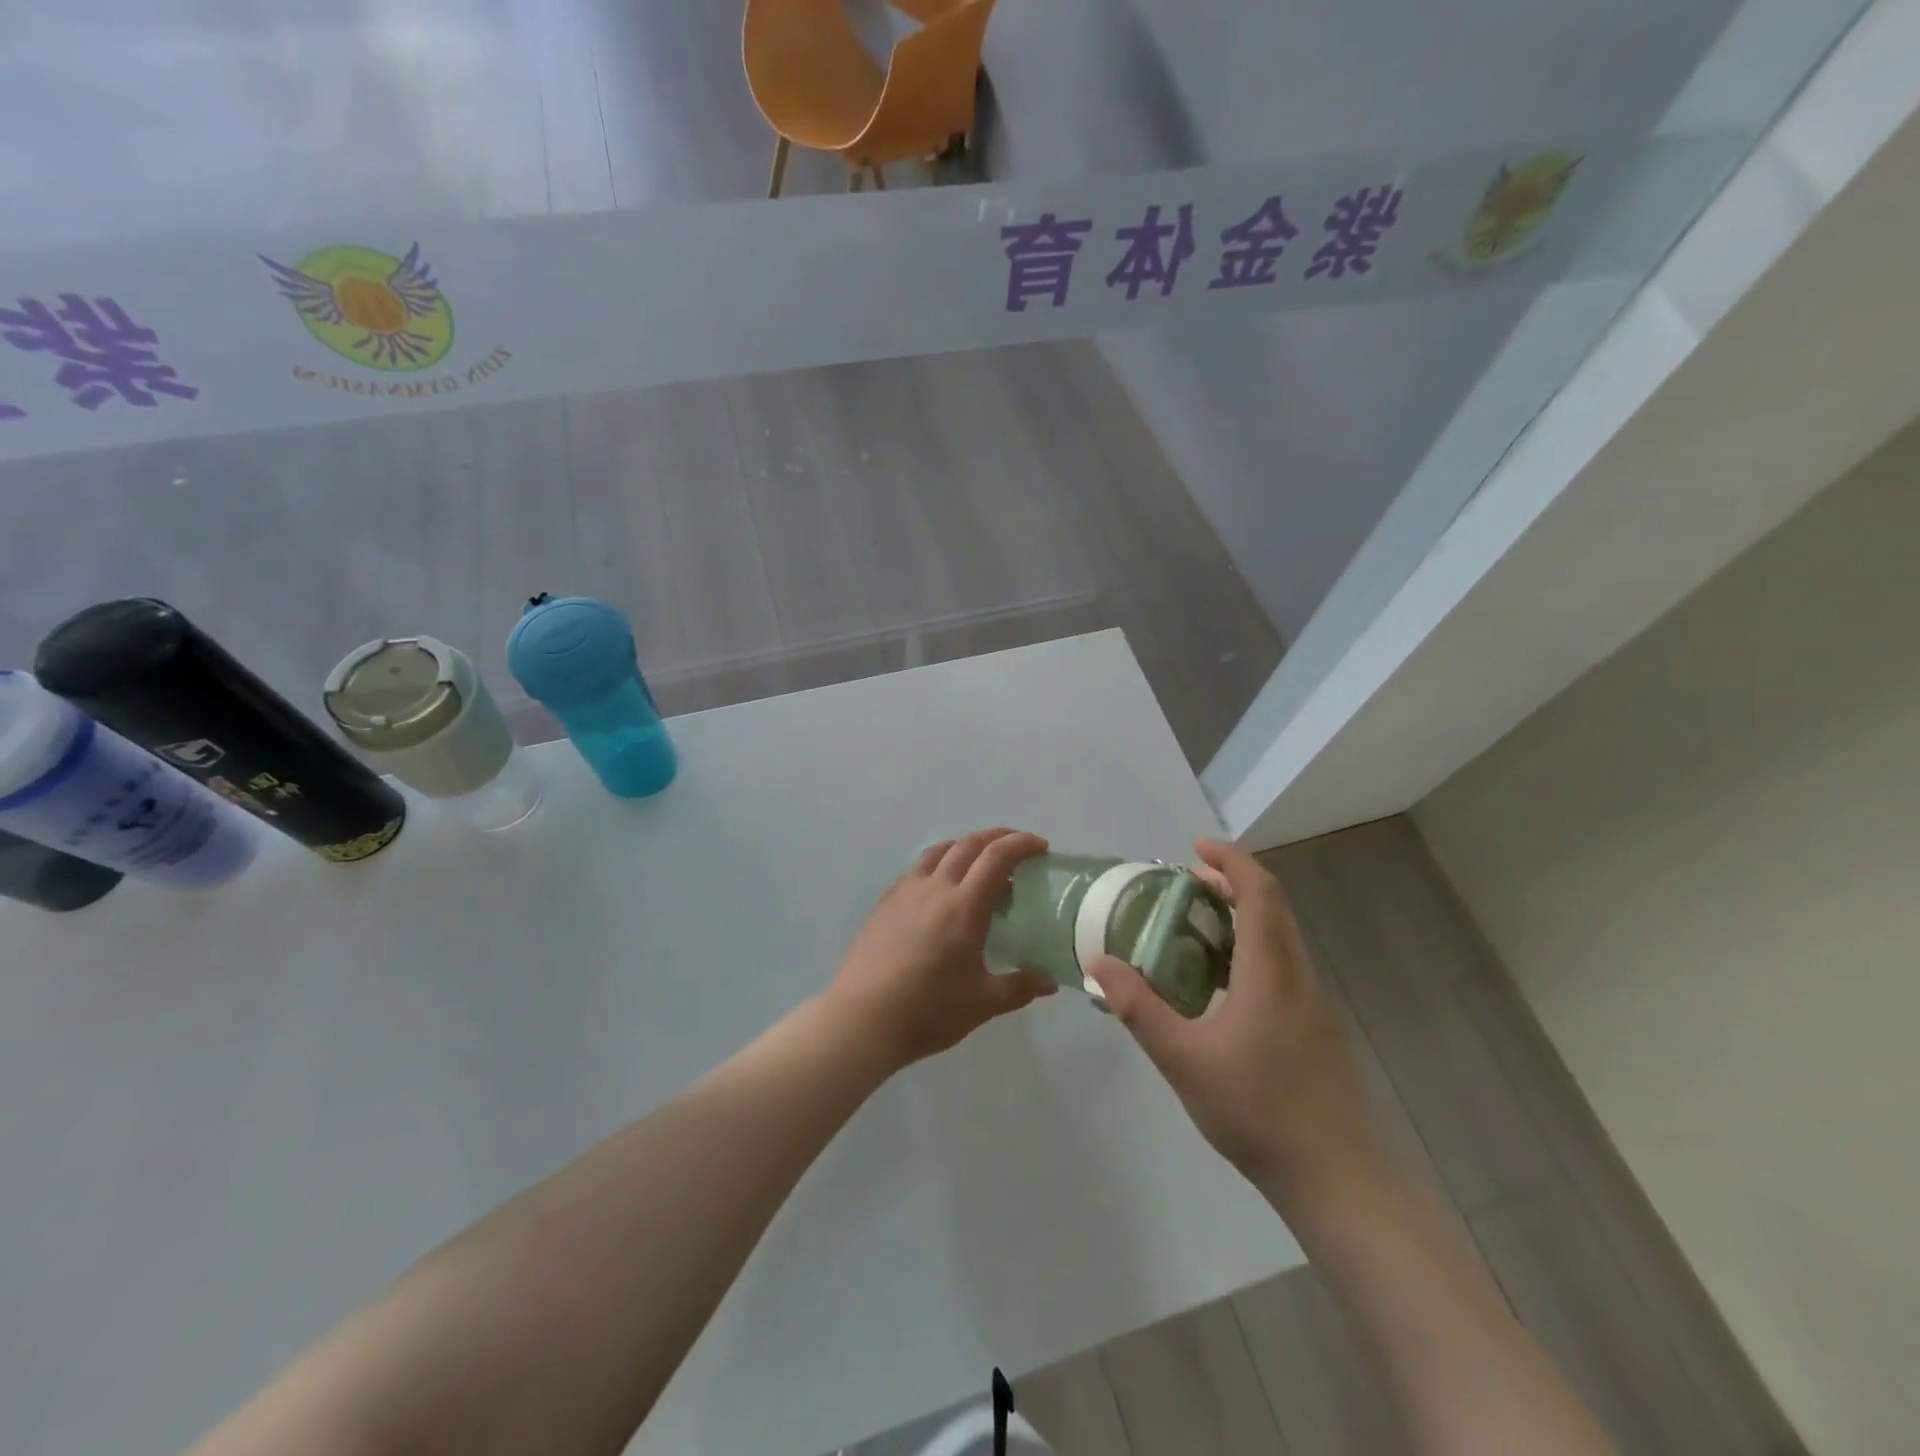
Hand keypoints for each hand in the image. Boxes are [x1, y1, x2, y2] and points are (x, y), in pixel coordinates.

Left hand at [827, 829, 1056, 1072]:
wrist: (864, 1018)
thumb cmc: (929, 1010)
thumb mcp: (983, 1004)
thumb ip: (1020, 987)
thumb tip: (1050, 981)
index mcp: (964, 906)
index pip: (997, 858)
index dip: (1021, 844)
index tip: (1040, 846)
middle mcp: (936, 888)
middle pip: (968, 845)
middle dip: (997, 837)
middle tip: (1017, 846)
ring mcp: (906, 892)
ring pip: (939, 851)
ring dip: (965, 845)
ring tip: (979, 860)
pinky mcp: (886, 903)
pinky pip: (918, 868)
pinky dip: (939, 862)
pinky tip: (941, 887)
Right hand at [1087, 838, 1379, 1207]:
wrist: (1339, 1180)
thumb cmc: (1259, 1111)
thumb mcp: (1183, 1059)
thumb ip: (1138, 1008)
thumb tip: (1098, 963)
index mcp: (1271, 970)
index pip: (1259, 892)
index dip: (1230, 860)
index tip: (1194, 847)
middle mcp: (1298, 975)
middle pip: (1272, 907)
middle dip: (1231, 883)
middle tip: (1183, 884)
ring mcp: (1312, 1003)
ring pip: (1279, 937)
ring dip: (1241, 916)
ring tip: (1192, 927)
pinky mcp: (1314, 1028)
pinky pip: (1281, 965)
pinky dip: (1249, 949)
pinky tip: (1218, 984)